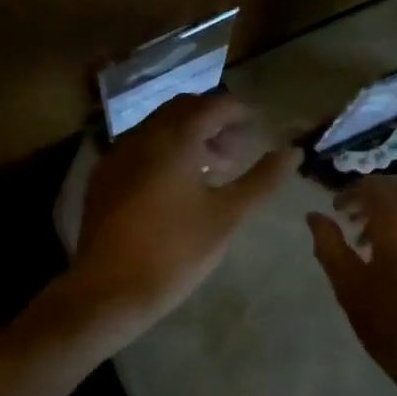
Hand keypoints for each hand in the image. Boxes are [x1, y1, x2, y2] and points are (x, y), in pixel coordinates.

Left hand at [74, 94, 299, 328]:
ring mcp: (118, 154)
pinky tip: (177, 185)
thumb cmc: (175, 251)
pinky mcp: (104, 176)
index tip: (258, 127)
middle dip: (214, 121)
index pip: (213, 105)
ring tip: (214, 168)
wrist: (109, 290)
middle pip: (183, 109)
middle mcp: (143, 135)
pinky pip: (140, 147)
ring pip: (159, 127)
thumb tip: (292, 152)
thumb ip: (262, 180)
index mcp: (174, 139)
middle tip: (237, 149)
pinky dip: (164, 151)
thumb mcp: (228, 216)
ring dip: (189, 136)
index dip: (239, 112)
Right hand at [308, 176, 396, 395]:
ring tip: (372, 244)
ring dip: (393, 214)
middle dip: (373, 198)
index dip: (351, 191)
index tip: (335, 209)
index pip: (374, 186)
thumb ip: (329, 245)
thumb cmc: (393, 327)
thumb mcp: (349, 287)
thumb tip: (314, 216)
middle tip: (351, 220)